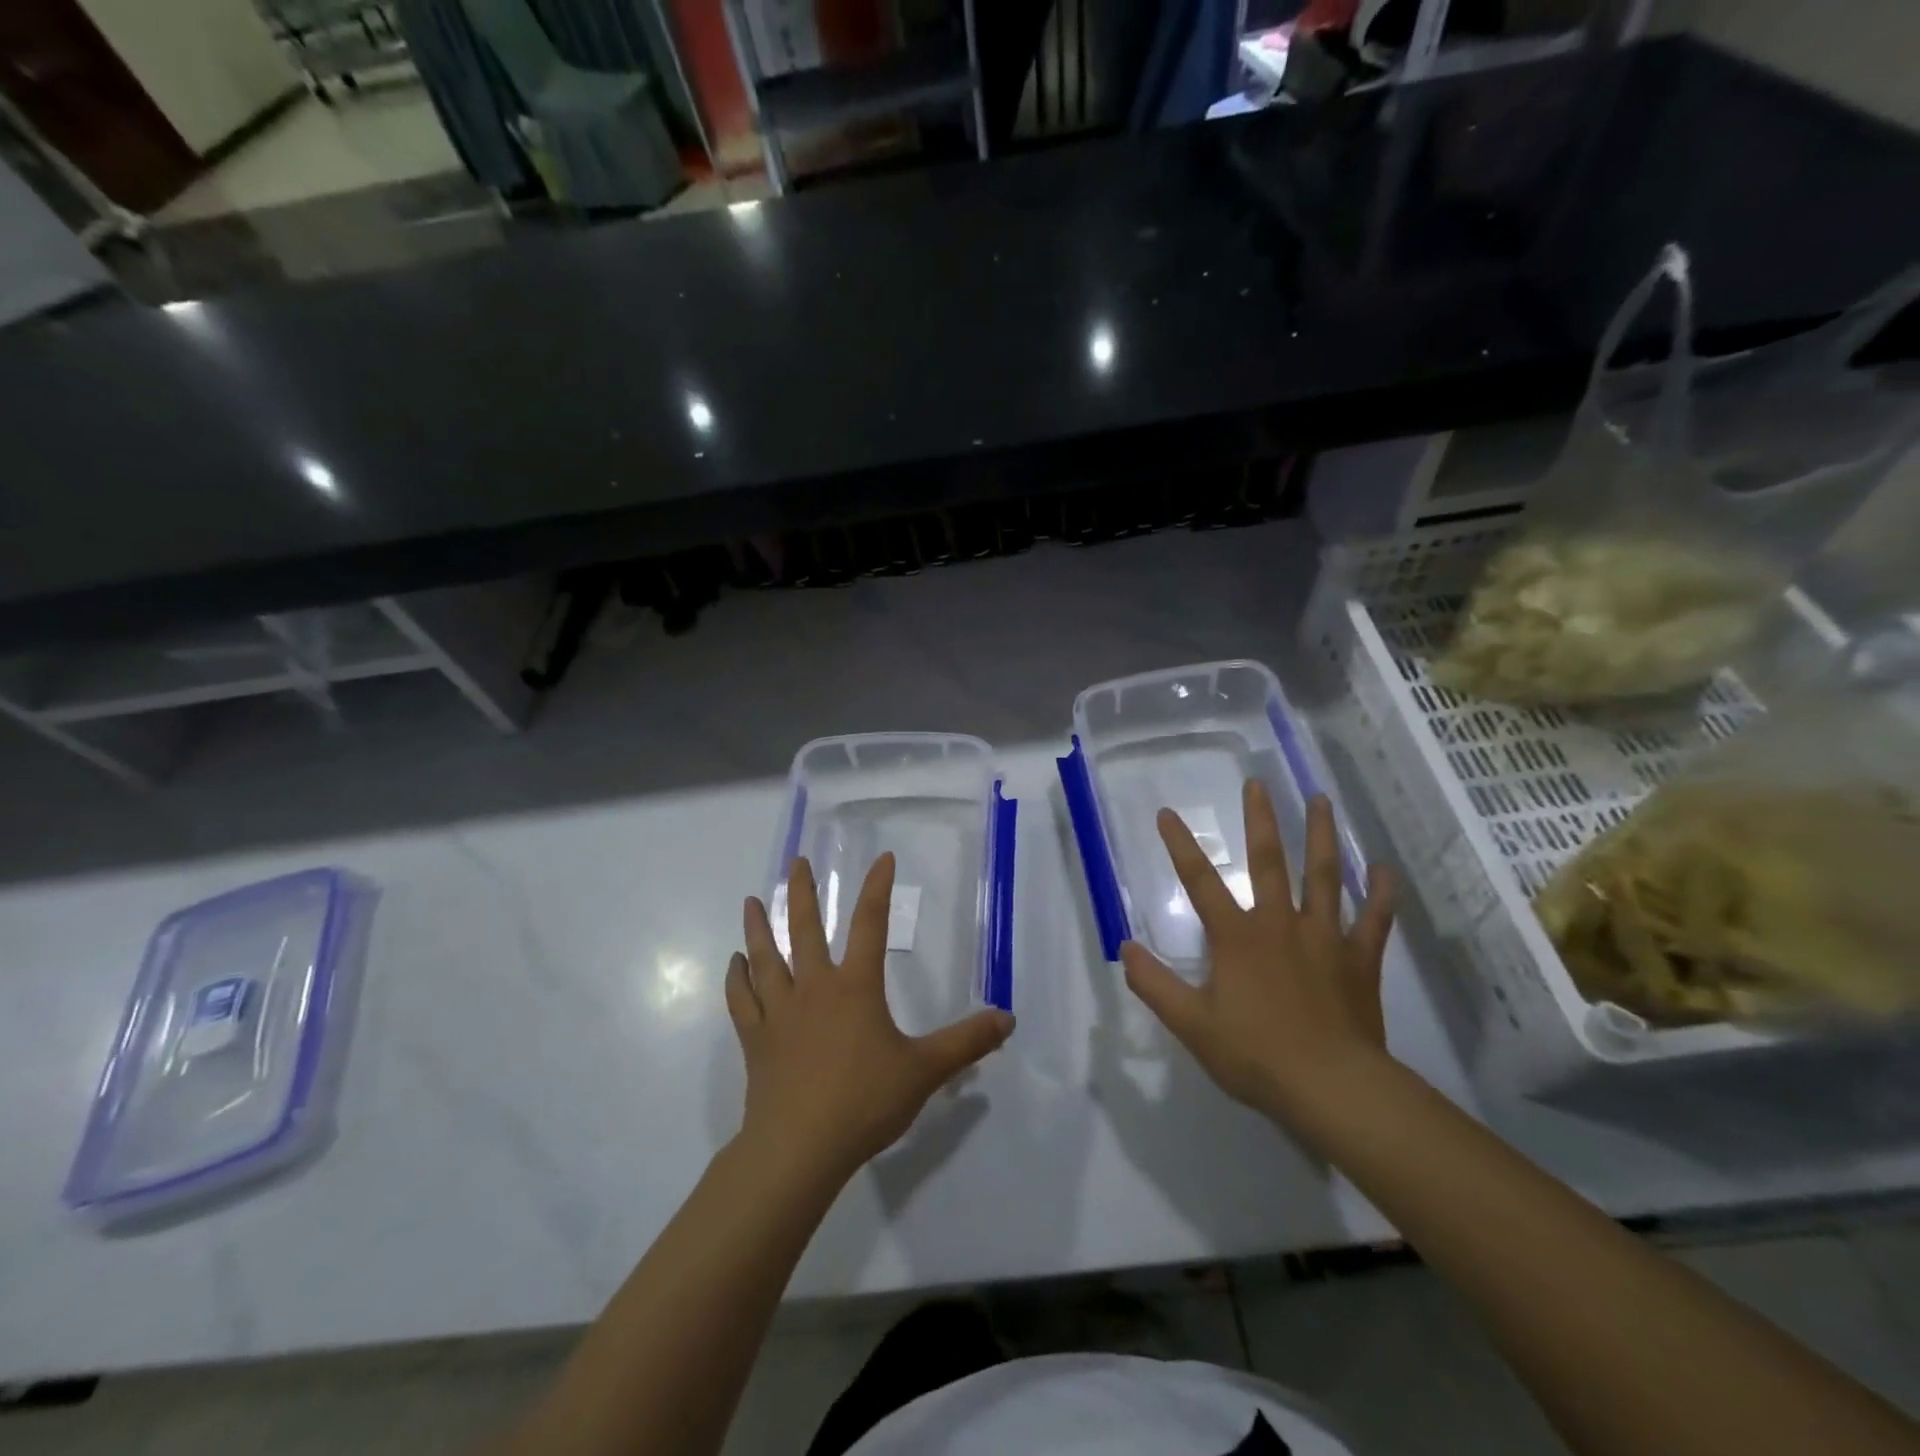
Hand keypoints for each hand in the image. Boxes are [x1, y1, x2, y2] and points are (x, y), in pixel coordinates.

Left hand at [730, 854, 1013, 1187]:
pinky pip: (742, 1000)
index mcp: (855, 987)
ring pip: (765, 958)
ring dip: (758, 927)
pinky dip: (737, 978)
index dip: (877, 889)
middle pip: (804, 929)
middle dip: (802, 892)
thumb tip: (1008, 1019)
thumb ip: (966, 1043)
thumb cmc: (864, 1102)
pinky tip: (735, 963)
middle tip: (796, 861)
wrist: (799, 1148)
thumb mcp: (925, 1071)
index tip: (882, 859)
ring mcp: (779, 1013)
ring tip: (752, 901)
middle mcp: (814, 988)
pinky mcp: (755, 1040)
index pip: (870, 925)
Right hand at [1120, 782, 1395, 1127]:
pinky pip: (1374, 919)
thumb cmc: (1255, 1054)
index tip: (1166, 812)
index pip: (1200, 882)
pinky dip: (1381, 893)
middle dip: (1261, 821)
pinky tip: (1384, 868)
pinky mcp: (1359, 960)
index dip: (1180, 845)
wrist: (1331, 1087)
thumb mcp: (1191, 1024)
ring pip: (1324, 876)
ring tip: (1321, 800)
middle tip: (1258, 784)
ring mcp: (1324, 938)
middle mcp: (1279, 924)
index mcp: (1237, 937)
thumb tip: (1125, 948)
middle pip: (1269, 862)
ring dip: (1321, 836)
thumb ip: (1155, 985)